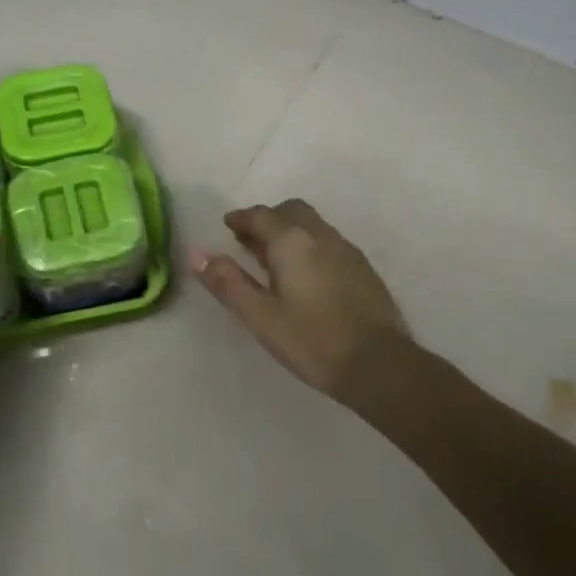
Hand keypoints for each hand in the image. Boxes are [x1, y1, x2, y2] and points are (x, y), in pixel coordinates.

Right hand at [193, 199, 408, 399]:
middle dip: (267, 219)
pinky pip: (328, 242)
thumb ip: (228, 283)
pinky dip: (309, 245)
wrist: (379, 364)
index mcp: (293, 241)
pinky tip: (306, 275)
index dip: (241, 218)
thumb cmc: (312, 341)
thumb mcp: (260, 316)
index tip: (228, 225)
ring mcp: (346, 250)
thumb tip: (197, 253)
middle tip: (249, 240)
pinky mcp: (363, 268)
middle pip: (290, 211)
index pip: (261, 215)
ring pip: (312, 225)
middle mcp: (321, 235)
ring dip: (289, 231)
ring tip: (273, 258)